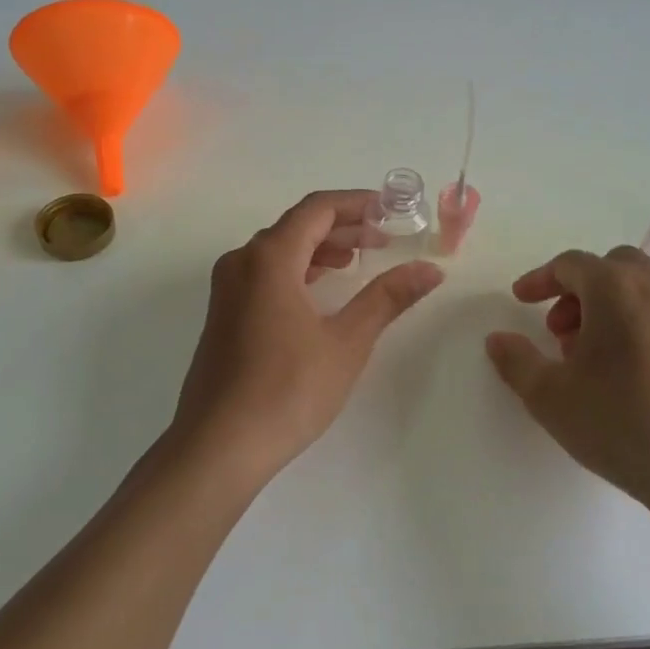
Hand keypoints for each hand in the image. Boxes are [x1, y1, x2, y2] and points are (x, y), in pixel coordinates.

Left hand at [171, 190, 443, 480]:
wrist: (219, 444)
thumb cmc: (288, 389)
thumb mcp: (347, 341)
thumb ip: (387, 298)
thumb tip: (430, 269)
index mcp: (269, 258)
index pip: (317, 209)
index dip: (356, 203)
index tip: (390, 209)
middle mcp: (241, 262)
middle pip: (296, 226)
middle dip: (342, 227)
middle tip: (383, 238)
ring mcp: (226, 289)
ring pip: (278, 250)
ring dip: (319, 248)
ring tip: (356, 260)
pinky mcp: (223, 315)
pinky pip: (263, 273)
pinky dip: (297, 270)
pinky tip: (318, 291)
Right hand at [485, 246, 649, 524]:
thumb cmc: (621, 423)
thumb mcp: (550, 396)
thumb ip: (517, 361)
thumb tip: (497, 339)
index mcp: (616, 288)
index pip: (571, 264)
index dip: (540, 279)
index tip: (520, 301)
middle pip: (610, 268)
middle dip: (576, 290)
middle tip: (558, 329)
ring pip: (638, 289)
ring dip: (605, 307)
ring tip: (587, 356)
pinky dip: (633, 323)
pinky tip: (622, 373)